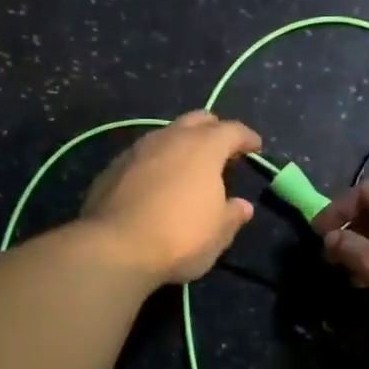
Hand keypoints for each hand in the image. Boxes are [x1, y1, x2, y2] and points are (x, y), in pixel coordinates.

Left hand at [82, 111, 260, 283]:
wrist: (114, 248)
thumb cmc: (179, 237)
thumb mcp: (218, 233)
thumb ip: (232, 215)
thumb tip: (242, 206)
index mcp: (203, 147)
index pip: (232, 130)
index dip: (247, 138)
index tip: (255, 147)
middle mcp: (170, 138)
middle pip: (197, 120)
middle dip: (213, 130)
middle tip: (222, 150)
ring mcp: (137, 149)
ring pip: (166, 134)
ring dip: (181, 145)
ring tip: (188, 166)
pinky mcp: (113, 167)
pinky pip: (143, 155)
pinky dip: (156, 163)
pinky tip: (156, 183)